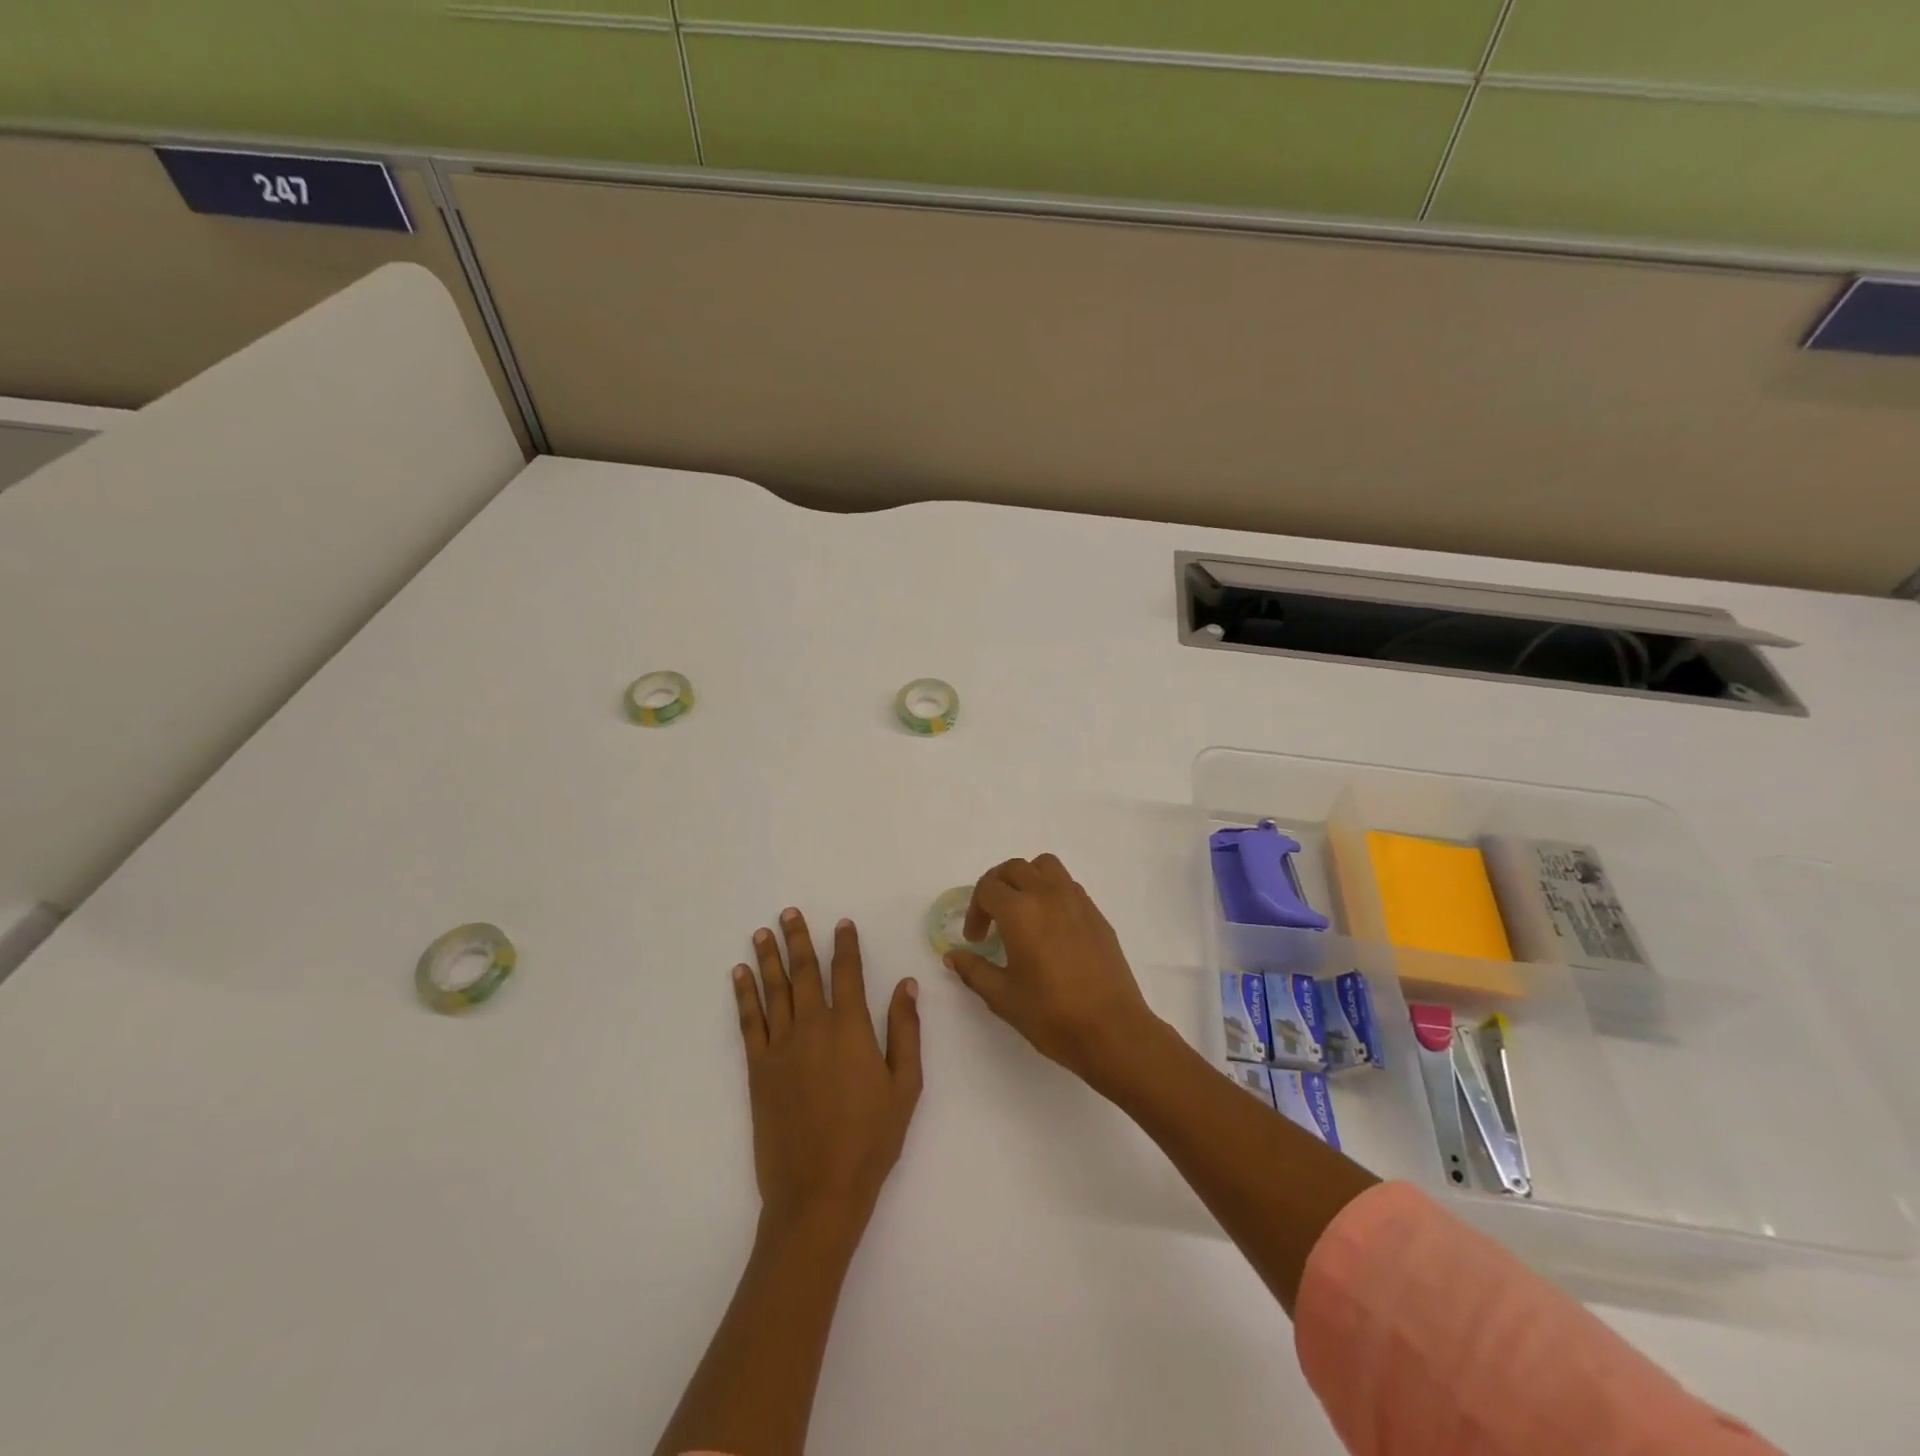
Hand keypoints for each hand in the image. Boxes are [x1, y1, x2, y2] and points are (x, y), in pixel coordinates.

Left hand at [734, 909, 923, 1238]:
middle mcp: (813, 1027)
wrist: (818, 1191)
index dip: (845, 945)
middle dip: (798, 939)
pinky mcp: (758, 1069)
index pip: (848, 974)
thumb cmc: (871, 1140)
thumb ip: (906, 1031)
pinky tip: (739, 976)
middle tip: (789, 913)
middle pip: (805, 972)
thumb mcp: (905, 1086)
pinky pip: (749, 1022)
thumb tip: (906, 985)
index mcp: (851, 1029)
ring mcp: (781, 1047)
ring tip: (762, 932)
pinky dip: (744, 996)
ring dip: (768, 959)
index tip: (842, 923)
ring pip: (774, 991)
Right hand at [944, 855, 1163, 1091]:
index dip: (974, 911)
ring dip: (1026, 880)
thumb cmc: (1052, 1015)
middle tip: (991, 920)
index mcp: (1021, 911)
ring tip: (1021, 912)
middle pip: (1014, 868)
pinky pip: (1067, 885)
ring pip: (1045, 866)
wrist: (1113, 1031)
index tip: (976, 940)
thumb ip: (974, 970)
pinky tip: (1050, 927)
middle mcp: (1048, 895)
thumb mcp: (1003, 997)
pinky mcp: (1097, 914)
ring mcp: (1077, 901)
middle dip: (995, 888)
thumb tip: (953, 956)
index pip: (987, 888)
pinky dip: (1051, 892)